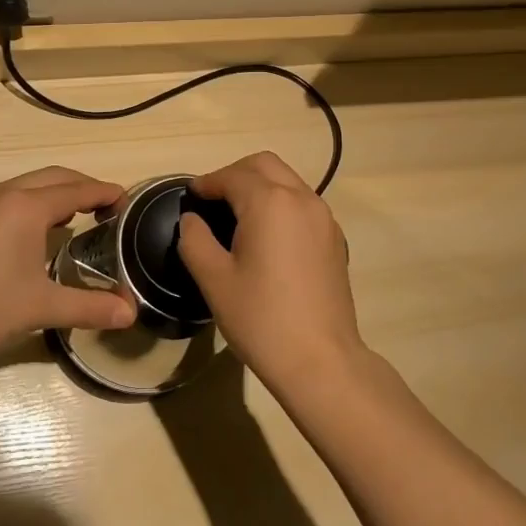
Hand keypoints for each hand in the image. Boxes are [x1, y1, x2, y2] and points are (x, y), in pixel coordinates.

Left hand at [0, 167, 137, 366]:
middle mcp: (6, 193)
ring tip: (80, 217)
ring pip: (32, 183)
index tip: (129, 203)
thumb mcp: (40, 308)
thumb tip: (131, 313)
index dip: (107, 193)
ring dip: (60, 192)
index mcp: (27, 206)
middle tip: (109, 209)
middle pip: (57, 177)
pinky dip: (37, 201)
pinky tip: (40, 230)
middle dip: (86, 187)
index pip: (79, 190)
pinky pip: (14, 195)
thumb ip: (89, 306)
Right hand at [177, 151, 364, 390]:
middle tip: (213, 198)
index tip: (190, 194)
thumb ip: (195, 240)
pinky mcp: (335, 237)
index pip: (232, 176)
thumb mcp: (214, 280)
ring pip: (287, 179)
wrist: (321, 361)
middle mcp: (301, 198)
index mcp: (269, 202)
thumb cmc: (261, 319)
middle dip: (235, 173)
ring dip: (260, 185)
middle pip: (264, 164)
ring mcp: (323, 217)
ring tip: (237, 214)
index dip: (208, 182)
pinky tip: (267, 234)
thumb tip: (192, 219)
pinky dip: (281, 202)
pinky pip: (302, 202)